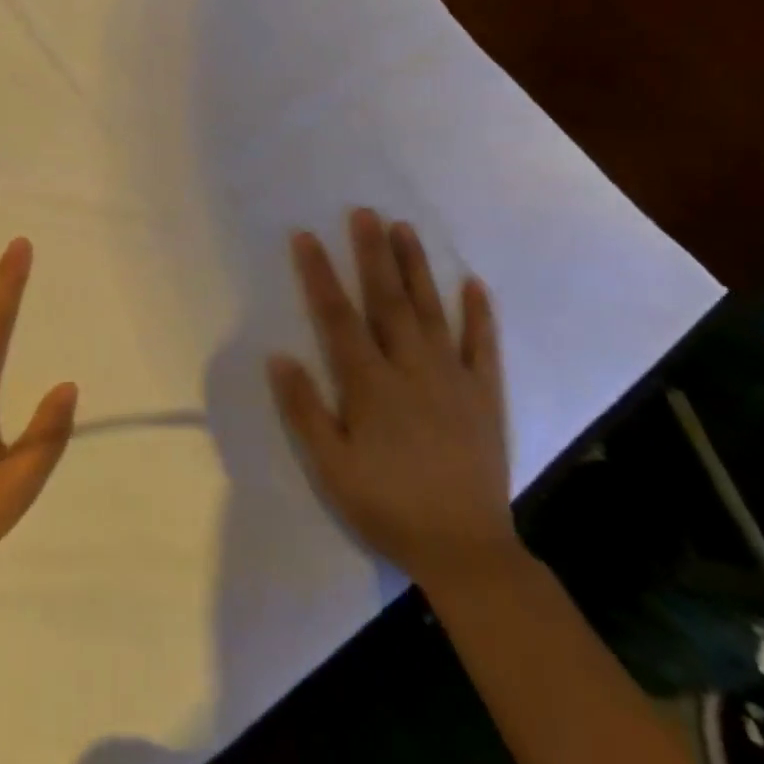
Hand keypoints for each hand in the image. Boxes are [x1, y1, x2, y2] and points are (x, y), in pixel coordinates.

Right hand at [269, 208, 515, 589]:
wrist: (466, 551)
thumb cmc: (387, 506)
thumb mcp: (331, 467)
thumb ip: (305, 410)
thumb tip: (279, 356)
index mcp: (370, 384)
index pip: (337, 316)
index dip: (319, 274)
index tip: (306, 236)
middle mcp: (411, 368)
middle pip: (387, 299)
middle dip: (372, 253)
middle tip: (365, 212)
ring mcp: (452, 378)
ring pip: (431, 310)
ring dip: (416, 268)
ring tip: (405, 229)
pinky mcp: (484, 395)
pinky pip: (482, 346)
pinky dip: (479, 314)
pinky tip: (474, 283)